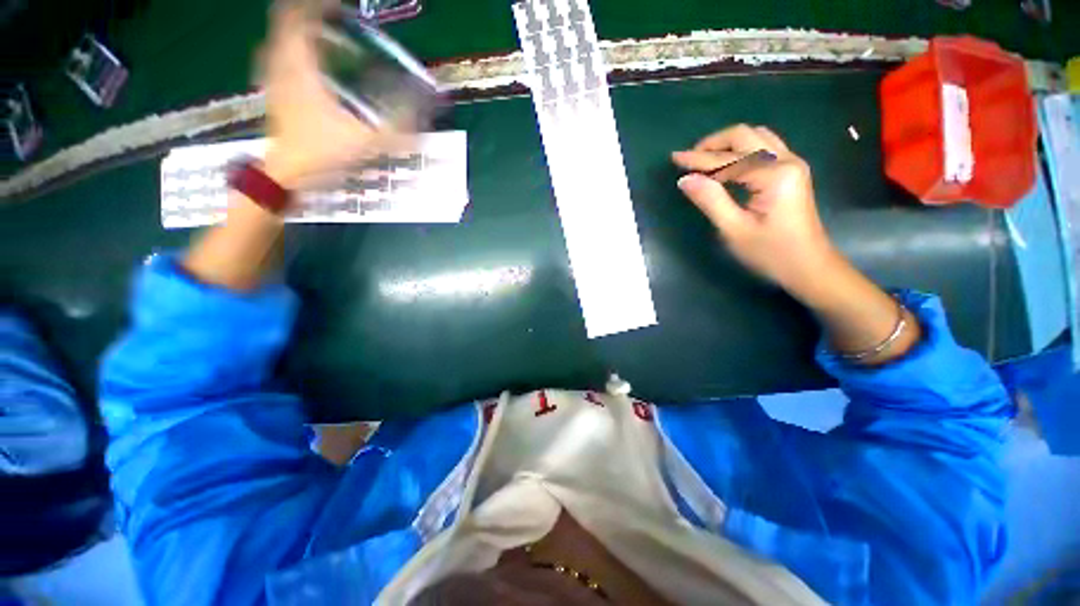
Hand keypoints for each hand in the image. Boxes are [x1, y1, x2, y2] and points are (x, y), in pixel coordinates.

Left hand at [259, 2, 401, 187]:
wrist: (287, 179)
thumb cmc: (324, 156)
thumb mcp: (369, 140)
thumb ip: (400, 123)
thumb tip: (429, 104)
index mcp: (302, 68)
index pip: (300, 17)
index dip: (320, 5)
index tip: (342, 6)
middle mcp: (281, 66)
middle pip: (285, 22)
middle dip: (310, 16)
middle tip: (336, 21)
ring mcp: (272, 80)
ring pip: (277, 40)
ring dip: (298, 33)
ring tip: (324, 38)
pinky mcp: (273, 95)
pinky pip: (275, 59)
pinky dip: (289, 52)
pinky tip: (305, 64)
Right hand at [671, 124, 837, 295]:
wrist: (809, 266)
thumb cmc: (771, 253)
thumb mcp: (735, 229)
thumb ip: (710, 200)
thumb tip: (685, 180)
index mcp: (774, 175)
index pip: (729, 159)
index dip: (698, 159)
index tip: (675, 158)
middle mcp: (786, 160)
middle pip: (746, 135)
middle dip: (714, 144)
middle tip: (689, 159)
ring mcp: (792, 164)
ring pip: (756, 138)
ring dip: (727, 145)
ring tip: (704, 161)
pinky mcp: (791, 172)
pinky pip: (762, 149)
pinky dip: (739, 152)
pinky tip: (725, 167)